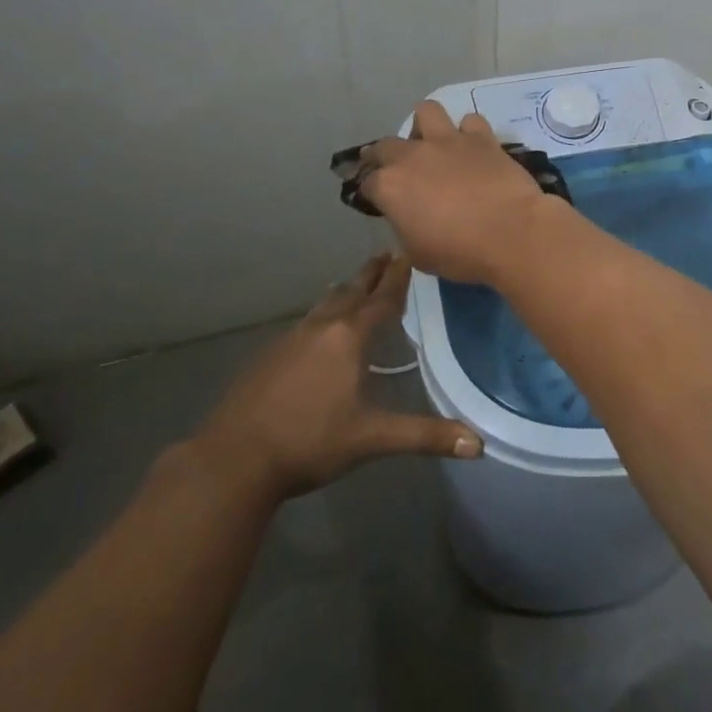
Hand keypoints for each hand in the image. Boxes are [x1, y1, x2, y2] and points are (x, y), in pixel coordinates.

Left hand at [191, 253, 481, 501]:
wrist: (232, 460)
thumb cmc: (309, 442)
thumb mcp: (372, 439)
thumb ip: (425, 436)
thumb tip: (478, 445)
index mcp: (349, 337)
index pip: (383, 298)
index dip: (399, 276)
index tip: (409, 252)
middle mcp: (322, 327)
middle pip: (353, 290)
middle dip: (373, 273)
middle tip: (388, 254)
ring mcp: (291, 338)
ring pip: (326, 303)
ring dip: (347, 290)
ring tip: (357, 283)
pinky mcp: (270, 354)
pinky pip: (307, 321)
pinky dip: (323, 312)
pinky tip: (320, 327)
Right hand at [359, 102, 561, 284]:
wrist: (511, 233)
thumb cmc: (461, 252)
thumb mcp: (418, 254)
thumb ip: (406, 229)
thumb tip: (410, 219)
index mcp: (390, 186)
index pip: (367, 183)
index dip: (372, 193)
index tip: (380, 202)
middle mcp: (413, 155)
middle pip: (386, 145)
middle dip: (385, 156)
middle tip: (398, 172)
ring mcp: (448, 141)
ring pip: (426, 111)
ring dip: (426, 127)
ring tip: (434, 145)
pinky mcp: (482, 137)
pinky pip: (470, 121)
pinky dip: (469, 132)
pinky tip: (474, 148)